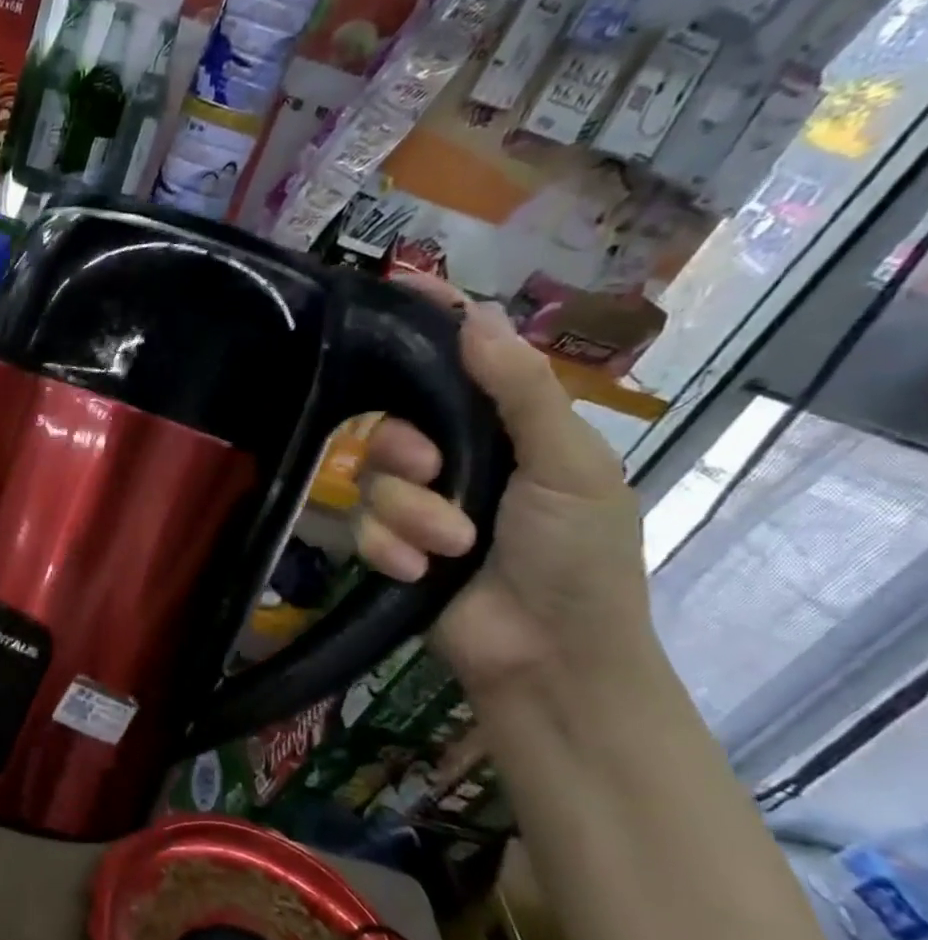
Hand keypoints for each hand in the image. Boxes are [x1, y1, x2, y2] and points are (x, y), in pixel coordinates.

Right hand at [353, 277, 650, 694]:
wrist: (549, 655)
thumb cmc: (579, 556)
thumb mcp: (569, 466)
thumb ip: (522, 393)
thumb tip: (476, 317)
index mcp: (507, 429)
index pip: (462, 361)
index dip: (430, 324)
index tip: (393, 285)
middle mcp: (457, 458)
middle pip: (393, 420)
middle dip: (405, 447)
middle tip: (435, 470)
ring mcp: (419, 505)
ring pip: (372, 479)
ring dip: (409, 513)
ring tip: (446, 547)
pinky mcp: (390, 546)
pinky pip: (361, 527)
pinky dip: (389, 548)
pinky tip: (418, 573)